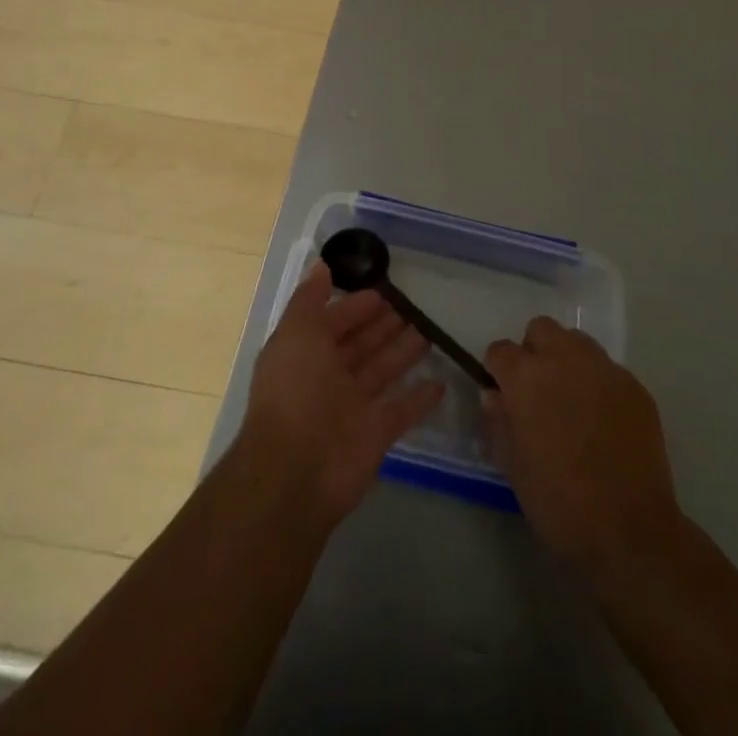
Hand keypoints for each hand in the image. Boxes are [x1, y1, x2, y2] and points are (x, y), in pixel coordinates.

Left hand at [236, 262, 444, 525]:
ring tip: (429, 331)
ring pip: (382, 371)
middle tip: (413, 307)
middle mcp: (327, 377)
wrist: (296, 472)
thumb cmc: (295, 391)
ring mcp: (352, 407)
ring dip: (403, 352)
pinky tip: (441, 382)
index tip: (384, 290)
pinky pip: (401, 410)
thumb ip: (310, 298)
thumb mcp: (297, 332)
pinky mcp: (375, 434)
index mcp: (305, 352)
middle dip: (383, 325)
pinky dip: (420, 397)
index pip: (334, 321)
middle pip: (360, 344)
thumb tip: (321, 265)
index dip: (355, 305)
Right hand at [484, 317, 682, 578]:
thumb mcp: (513, 467)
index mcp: (527, 377)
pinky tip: (603, 420)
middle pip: (541, 329)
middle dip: (533, 352)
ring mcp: (604, 369)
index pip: (500, 350)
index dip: (498, 371)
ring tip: (572, 400)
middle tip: (537, 391)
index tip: (503, 395)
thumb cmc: (559, 503)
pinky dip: (598, 383)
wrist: (630, 532)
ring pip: (577, 342)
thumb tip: (494, 395)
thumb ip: (498, 421)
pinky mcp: (635, 386)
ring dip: (567, 360)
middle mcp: (565, 359)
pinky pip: (608, 369)